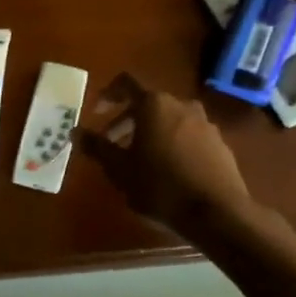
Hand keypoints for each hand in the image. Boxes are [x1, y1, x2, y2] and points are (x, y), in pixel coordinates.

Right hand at [75, 73, 253, 235]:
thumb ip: (97, 147)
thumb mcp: (119, 169)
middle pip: (148, 103)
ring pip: (169, 120)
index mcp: (155, 104)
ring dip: (150, 133)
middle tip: (112, 143)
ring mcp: (205, 124)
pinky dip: (172, 144)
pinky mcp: (219, 144)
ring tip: (139, 160)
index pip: (126, 83)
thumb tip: (76, 132)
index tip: (96, 111)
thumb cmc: (160, 186)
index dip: (108, 94)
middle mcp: (182, 105)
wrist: (217, 213)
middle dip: (127, 120)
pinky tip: (167, 171)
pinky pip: (188, 135)